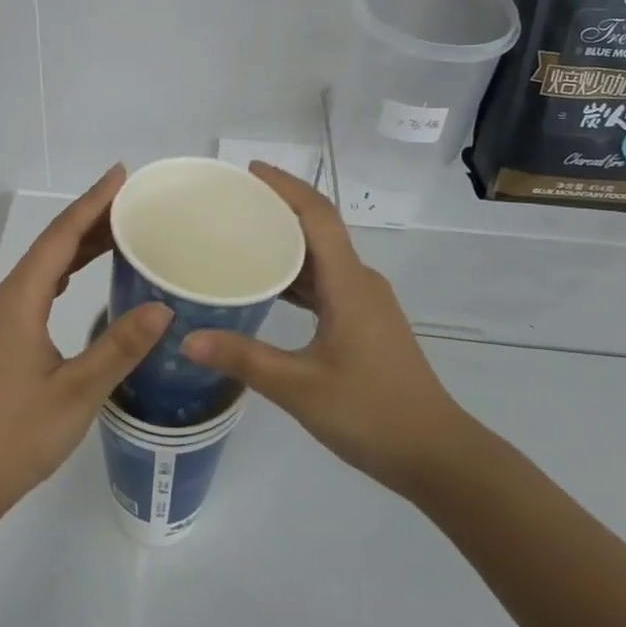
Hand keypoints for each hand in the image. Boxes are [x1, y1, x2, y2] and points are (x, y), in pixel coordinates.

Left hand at [0, 165, 170, 523]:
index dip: (92, 203)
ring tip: (117, 230)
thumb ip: (119, 347)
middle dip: (90, 218)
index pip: (61, 236)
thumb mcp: (77, 391)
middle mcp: (6, 298)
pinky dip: (65, 271)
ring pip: (44, 266)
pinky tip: (80, 277)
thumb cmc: (17, 433)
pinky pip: (38, 287)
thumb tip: (162, 307)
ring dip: (78, 245)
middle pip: (52, 245)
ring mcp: (0, 318)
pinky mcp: (1, 337)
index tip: (120, 174)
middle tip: (132, 200)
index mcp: (20, 299)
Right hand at [182, 162, 471, 493]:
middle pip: (319, 229)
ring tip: (241, 237)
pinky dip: (296, 274)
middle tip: (232, 203)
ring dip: (286, 243)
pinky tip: (267, 287)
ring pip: (323, 257)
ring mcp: (366, 303)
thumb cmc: (371, 412)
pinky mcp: (366, 323)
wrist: (437, 455)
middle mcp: (360, 282)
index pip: (317, 216)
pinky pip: (327, 282)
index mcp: (349, 284)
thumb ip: (243, 359)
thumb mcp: (299, 388)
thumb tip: (187, 339)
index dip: (285, 187)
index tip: (249, 171)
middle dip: (278, 209)